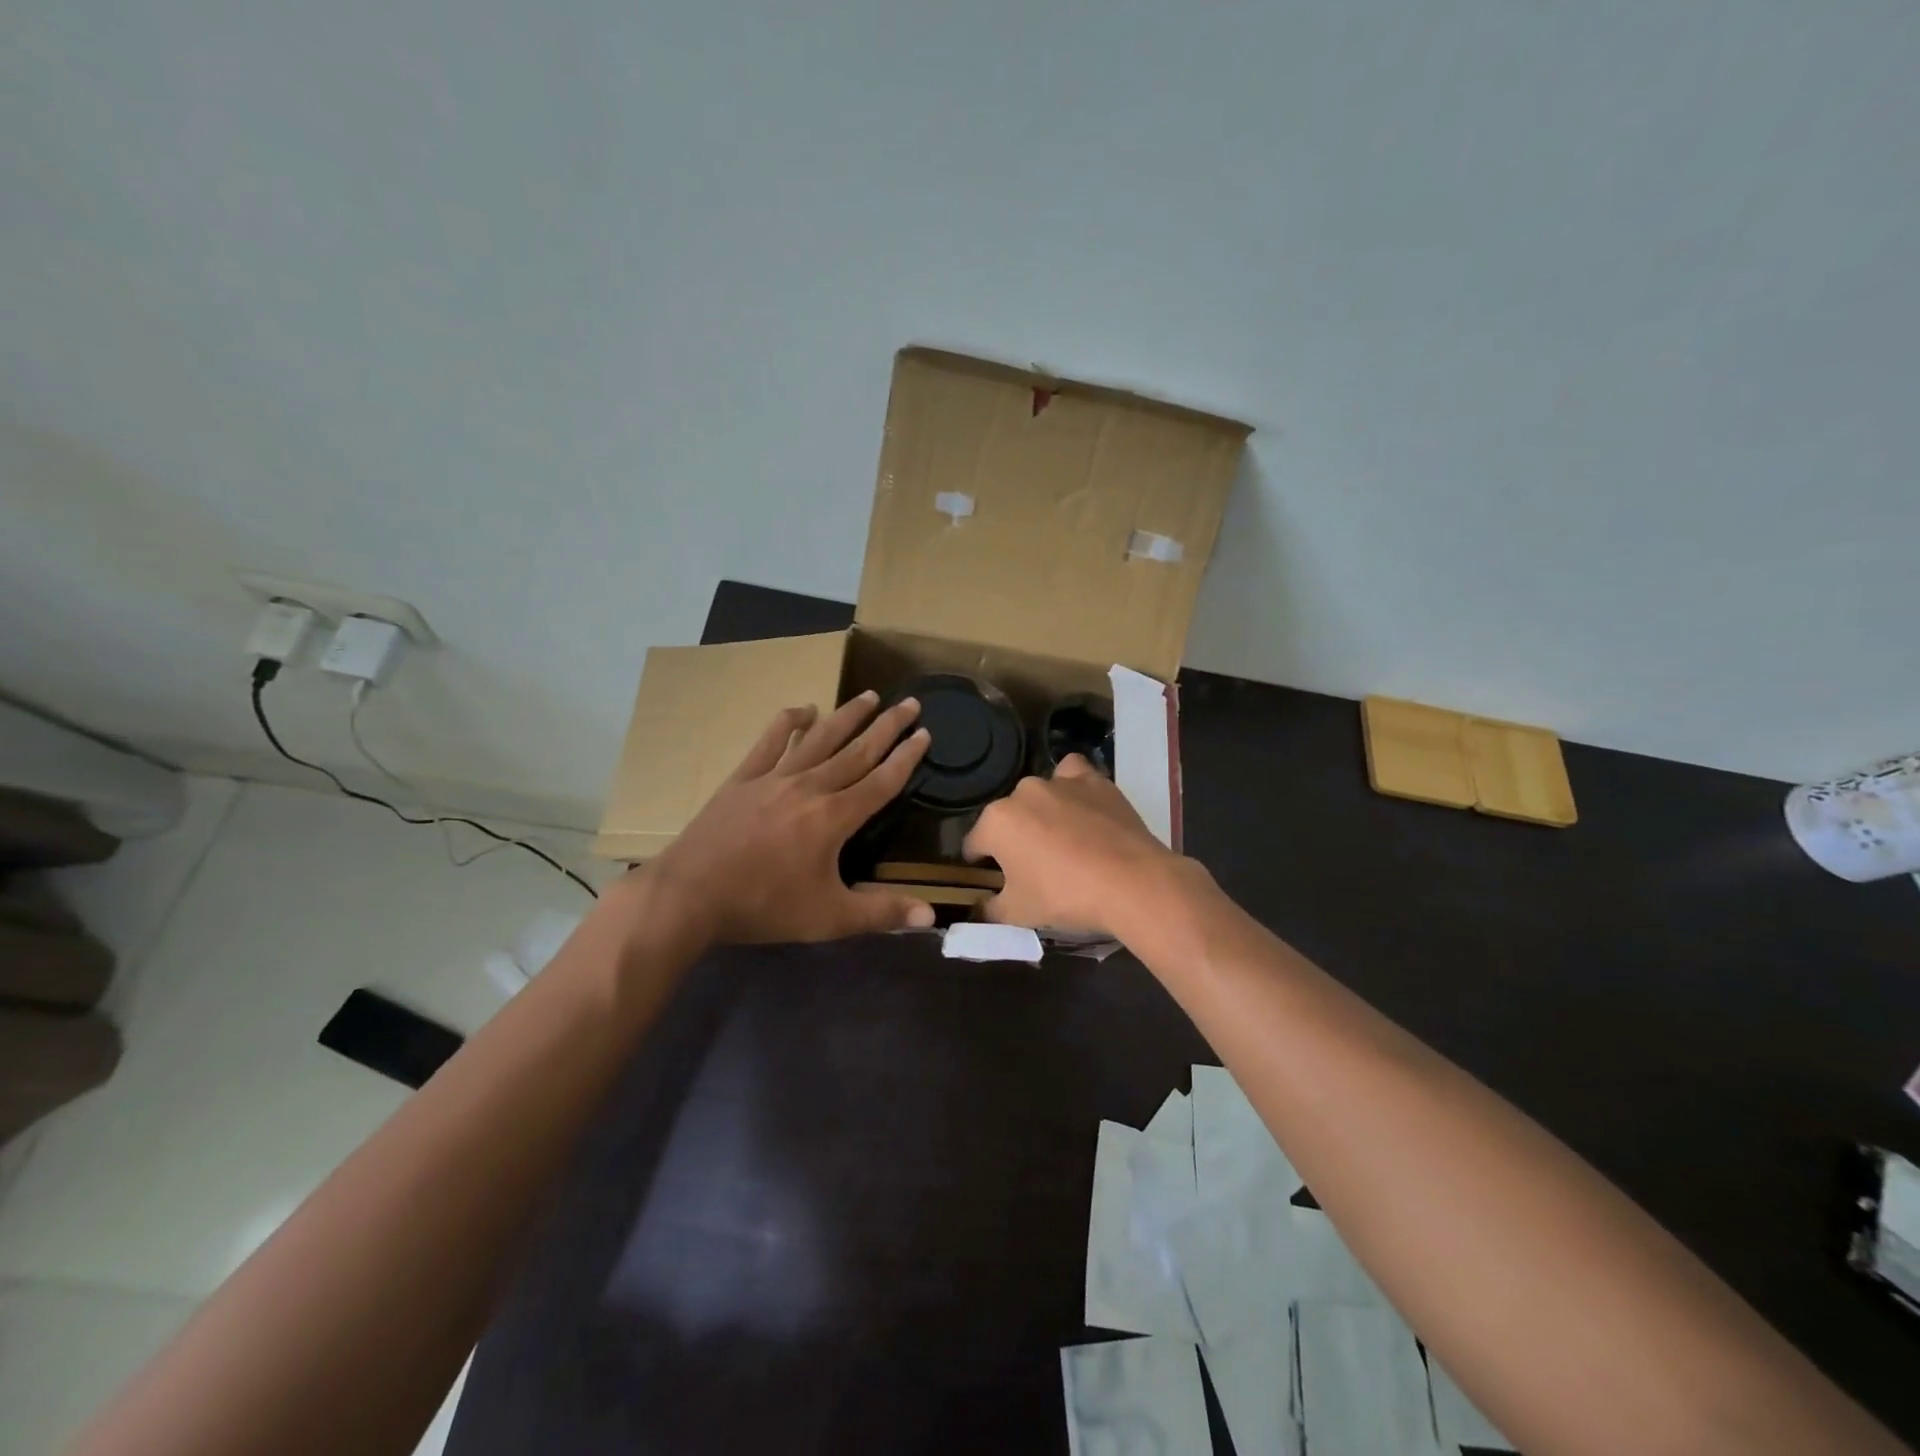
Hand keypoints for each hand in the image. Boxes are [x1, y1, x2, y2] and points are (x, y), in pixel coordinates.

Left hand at [640, 692, 934, 944]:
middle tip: (910, 702)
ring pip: (818, 738)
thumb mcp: (828, 918)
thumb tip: (931, 915)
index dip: (906, 758)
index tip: (925, 733)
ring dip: (846, 716)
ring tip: (868, 695)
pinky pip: (770, 742)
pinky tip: (803, 710)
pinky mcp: (743, 779)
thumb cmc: (763, 906)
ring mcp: (773, 778)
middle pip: (856, 751)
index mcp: (834, 817)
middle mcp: (809, 787)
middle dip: (887, 727)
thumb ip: (881, 912)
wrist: (689, 895)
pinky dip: (788, 722)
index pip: (881, 781)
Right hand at [962, 754, 1180, 935]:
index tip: (991, 880)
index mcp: (997, 822)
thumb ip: (990, 909)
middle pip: (1008, 817)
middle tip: (1033, 867)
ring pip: (1039, 794)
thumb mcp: (1018, 914)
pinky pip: (1073, 774)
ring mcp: (1060, 783)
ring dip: (1042, 812)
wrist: (1131, 883)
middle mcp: (1023, 793)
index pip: (975, 843)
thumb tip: (979, 909)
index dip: (979, 863)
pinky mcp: (1094, 781)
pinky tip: (1080, 806)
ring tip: (1060, 839)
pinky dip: (1072, 786)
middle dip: (1014, 838)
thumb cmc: (1065, 896)